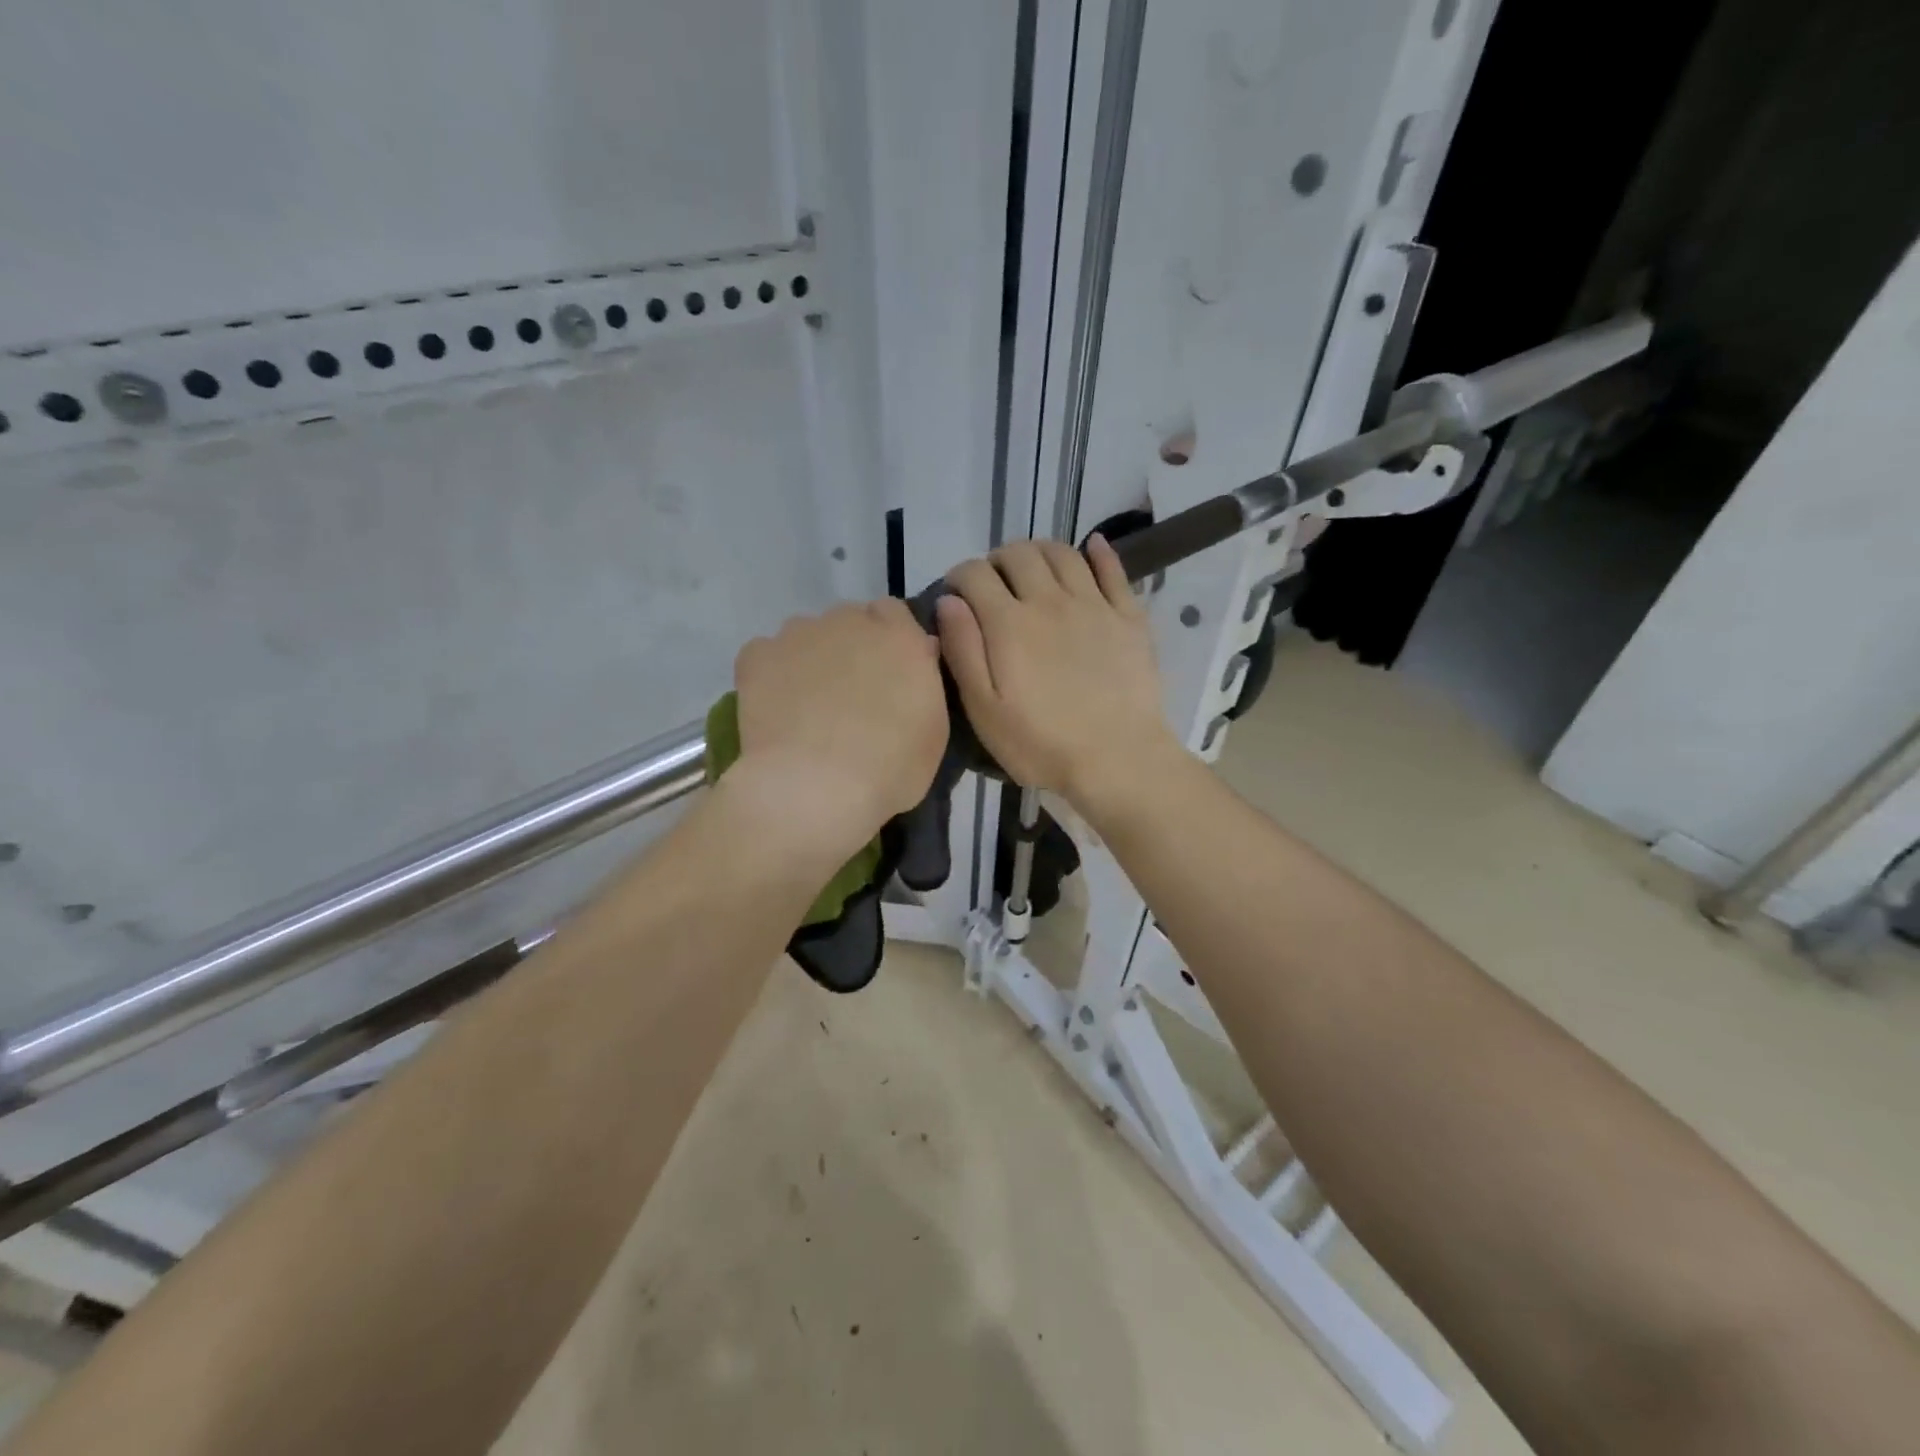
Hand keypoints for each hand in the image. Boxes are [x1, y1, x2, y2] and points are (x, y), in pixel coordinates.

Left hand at [732, 601, 947, 862]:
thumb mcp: (934, 732)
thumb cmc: (889, 769)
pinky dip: (772, 675)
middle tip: (851, 694)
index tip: (889, 673)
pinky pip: (767, 655)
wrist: (814, 788)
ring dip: (812, 658)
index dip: (890, 640)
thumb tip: (920, 654)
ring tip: (809, 707)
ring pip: (807, 635)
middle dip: (851, 647)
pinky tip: (776, 711)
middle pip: (850, 620)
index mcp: (899, 637)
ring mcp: (799, 634)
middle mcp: (849, 621)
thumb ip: (925, 682)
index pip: (894, 614)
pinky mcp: (758, 655)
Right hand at [936, 536, 1178, 811]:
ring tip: (1032, 568)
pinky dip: (1099, 552)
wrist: (1118, 759)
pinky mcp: (1128, 617)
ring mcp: (1094, 605)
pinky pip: (1114, 570)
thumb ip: (963, 651)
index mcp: (1009, 623)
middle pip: (1019, 554)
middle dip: (998, 560)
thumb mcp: (985, 710)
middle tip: (994, 584)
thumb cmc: (1042, 743)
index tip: (956, 594)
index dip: (959, 577)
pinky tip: (1092, 547)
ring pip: (1063, 554)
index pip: (975, 574)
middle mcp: (1049, 601)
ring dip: (1040, 551)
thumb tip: (948, 602)